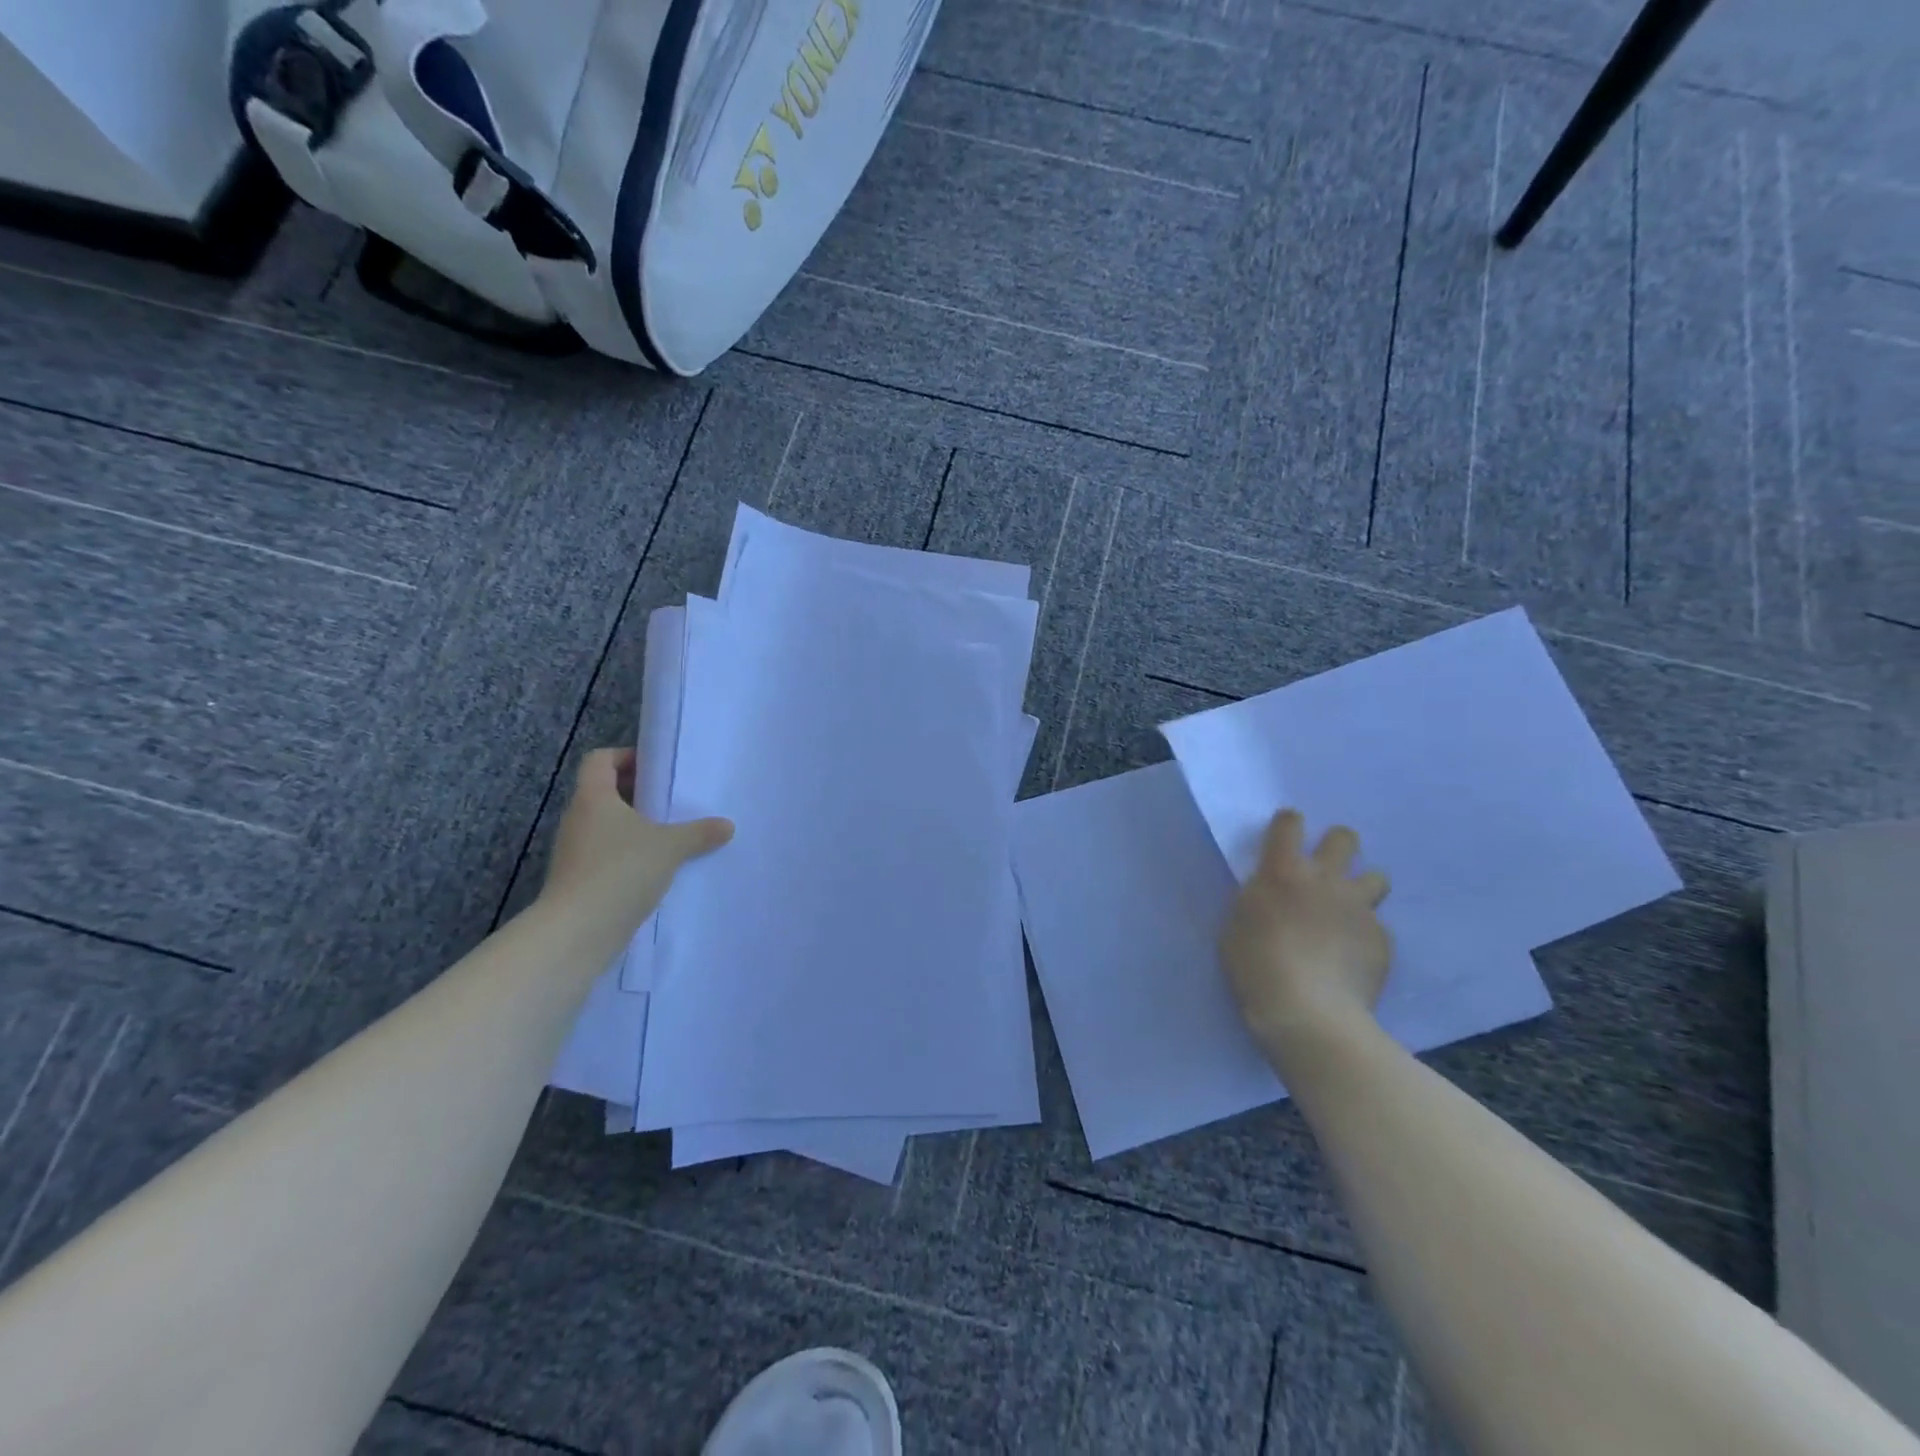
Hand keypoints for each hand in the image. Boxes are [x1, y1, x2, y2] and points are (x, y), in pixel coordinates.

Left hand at [540, 748, 731, 934]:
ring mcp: (574, 852)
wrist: (577, 931)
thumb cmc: (621, 871)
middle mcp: (578, 819)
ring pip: (606, 827)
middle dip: (637, 795)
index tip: (656, 769)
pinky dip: (629, 856)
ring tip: (670, 837)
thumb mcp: (671, 847)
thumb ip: (699, 832)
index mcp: (594, 798)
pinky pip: (606, 855)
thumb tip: (727, 825)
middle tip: (671, 802)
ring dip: (634, 828)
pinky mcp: (578, 880)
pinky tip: (657, 869)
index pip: (600, 760)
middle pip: (604, 792)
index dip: (625, 756)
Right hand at [1220, 809, 1391, 1056]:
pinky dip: (1365, 936)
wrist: (1307, 1012)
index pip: (1290, 823)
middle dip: (1337, 847)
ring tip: (1347, 914)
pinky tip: (1352, 958)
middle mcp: (1325, 879)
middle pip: (1344, 838)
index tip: (1284, 839)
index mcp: (1282, 871)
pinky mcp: (1383, 939)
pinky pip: (1378, 926)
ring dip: (1361, 889)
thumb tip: (1273, 895)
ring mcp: (1359, 908)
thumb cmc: (1255, 966)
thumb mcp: (1238, 924)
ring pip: (1376, 877)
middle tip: (1324, 872)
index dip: (1288, 825)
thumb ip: (1258, 899)